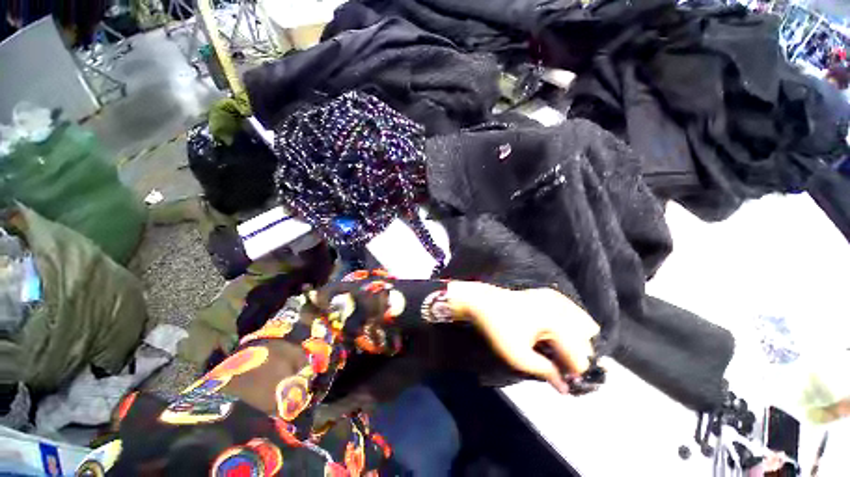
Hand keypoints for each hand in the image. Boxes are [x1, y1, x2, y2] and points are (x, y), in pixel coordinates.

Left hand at [447, 282, 599, 393]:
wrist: (481, 302)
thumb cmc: (497, 329)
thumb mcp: (518, 357)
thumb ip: (545, 372)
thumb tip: (565, 388)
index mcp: (556, 323)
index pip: (580, 357)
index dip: (574, 374)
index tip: (565, 383)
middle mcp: (561, 308)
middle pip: (585, 340)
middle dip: (577, 357)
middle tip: (561, 368)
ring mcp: (555, 297)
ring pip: (583, 323)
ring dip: (578, 341)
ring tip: (560, 353)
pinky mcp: (548, 293)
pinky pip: (571, 311)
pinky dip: (572, 324)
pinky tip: (560, 334)